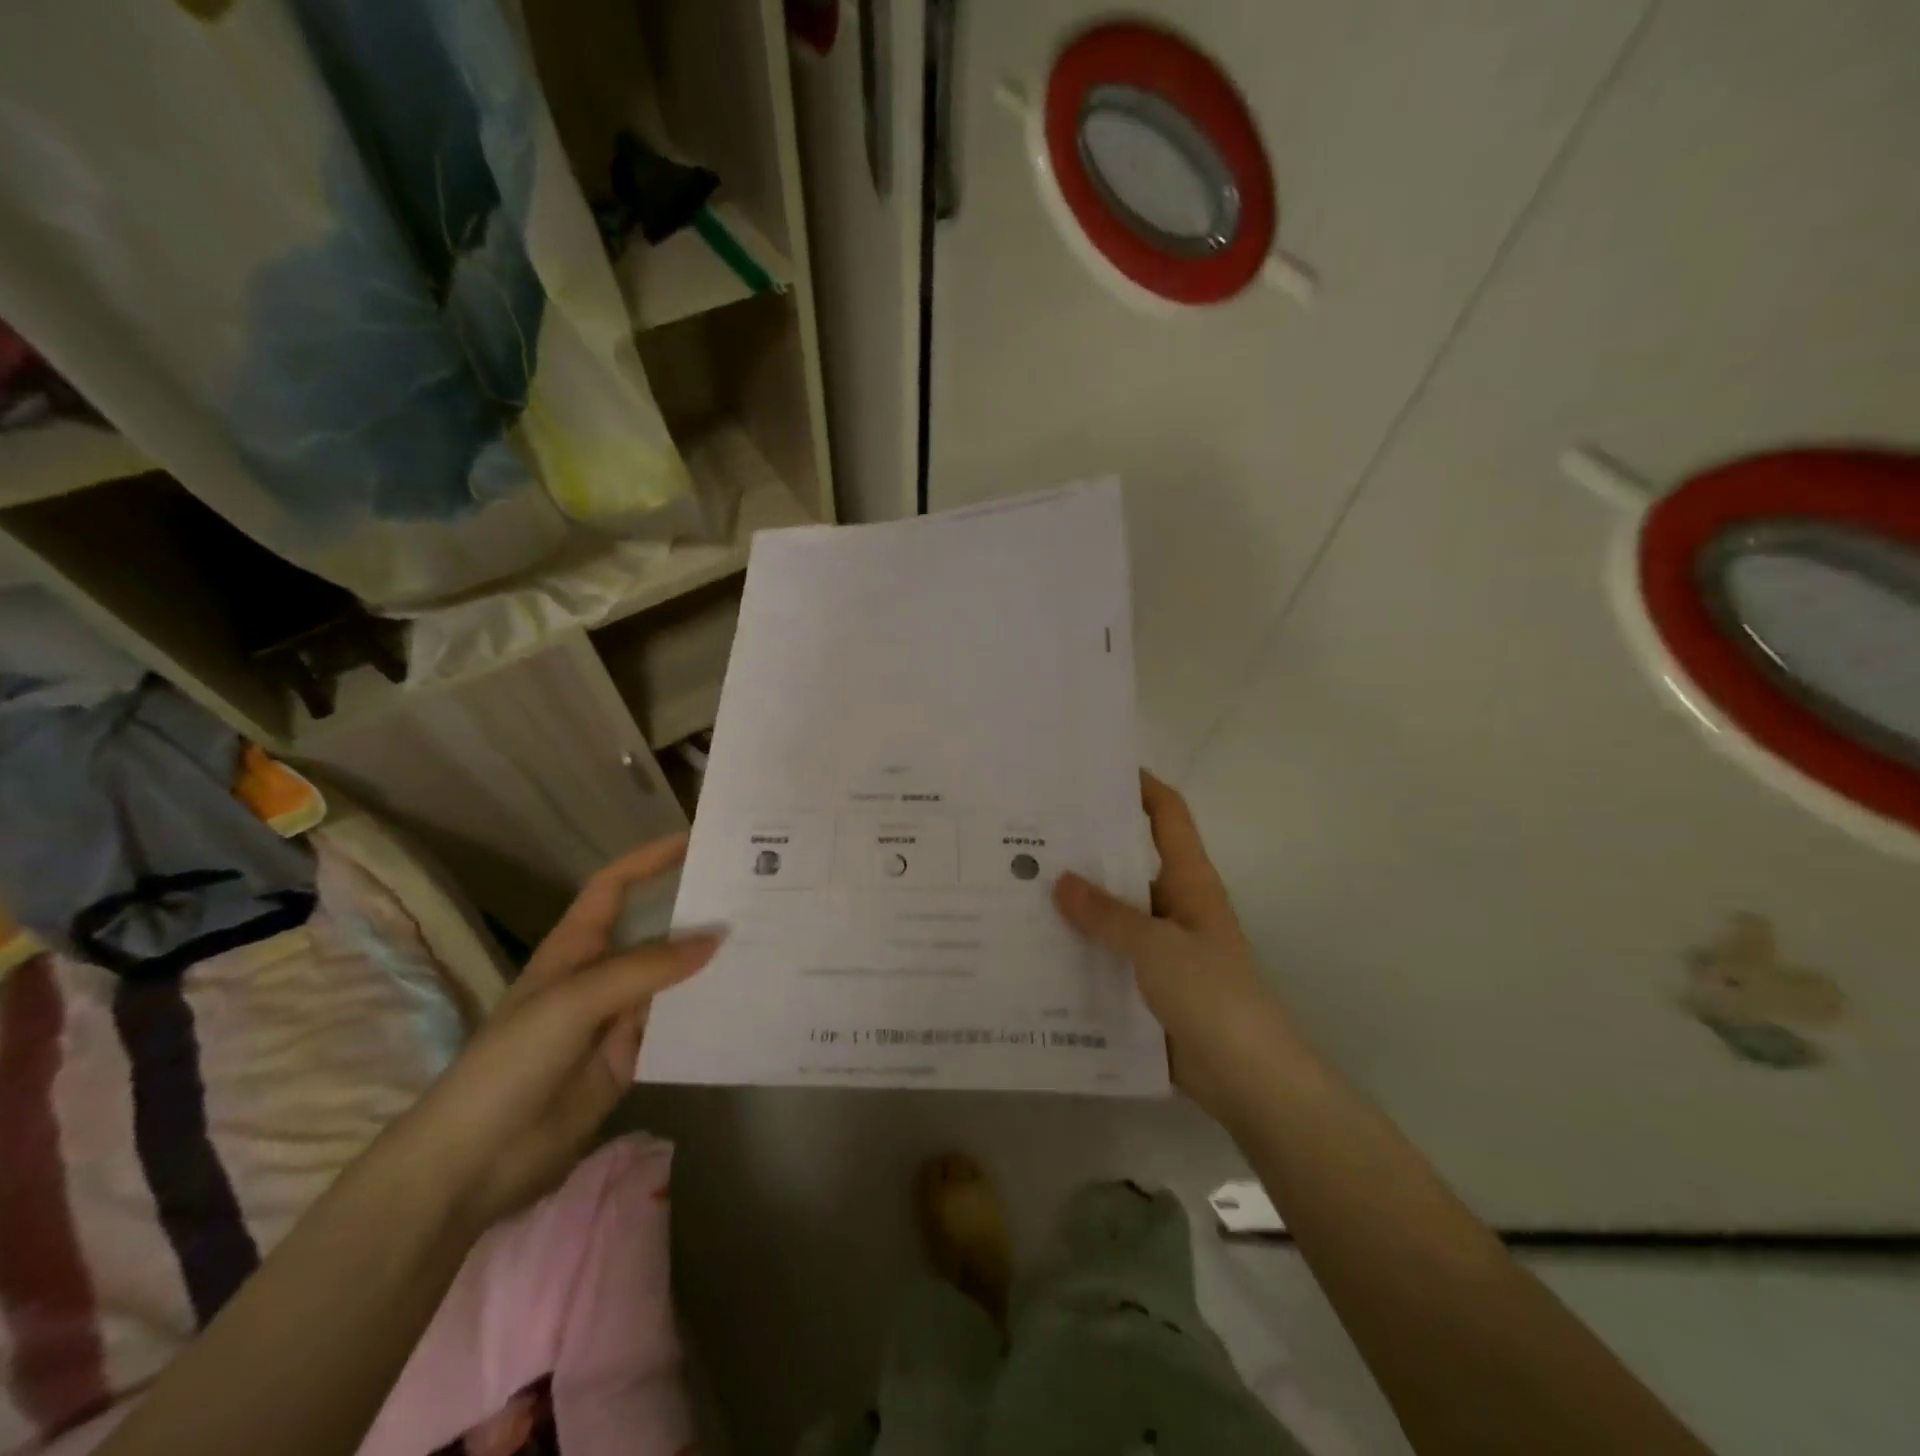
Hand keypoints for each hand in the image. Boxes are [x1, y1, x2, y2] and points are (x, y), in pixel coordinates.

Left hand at [394, 835, 721, 1231]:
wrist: (477, 1160)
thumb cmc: (514, 1061)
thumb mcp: (576, 1001)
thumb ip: (646, 968)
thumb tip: (715, 939)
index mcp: (576, 948)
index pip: (615, 887)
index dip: (650, 859)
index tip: (696, 840)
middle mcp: (601, 974)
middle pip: (656, 932)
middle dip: (696, 912)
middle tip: (752, 896)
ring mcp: (617, 1018)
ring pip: (673, 980)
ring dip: (709, 965)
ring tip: (763, 945)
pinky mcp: (632, 1057)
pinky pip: (676, 1026)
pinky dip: (706, 1014)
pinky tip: (743, 1004)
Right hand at [1054, 772, 1302, 1118]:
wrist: (1248, 1080)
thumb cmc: (1213, 996)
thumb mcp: (1157, 947)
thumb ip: (1108, 915)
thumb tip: (1061, 880)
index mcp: (1190, 883)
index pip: (1168, 816)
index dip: (1140, 787)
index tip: (1096, 771)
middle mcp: (1174, 907)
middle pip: (1128, 864)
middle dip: (1084, 852)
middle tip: (1027, 838)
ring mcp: (1161, 949)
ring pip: (1112, 915)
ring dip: (1075, 908)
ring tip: (1017, 892)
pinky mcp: (1147, 987)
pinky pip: (1107, 958)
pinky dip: (1079, 952)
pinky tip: (1035, 951)